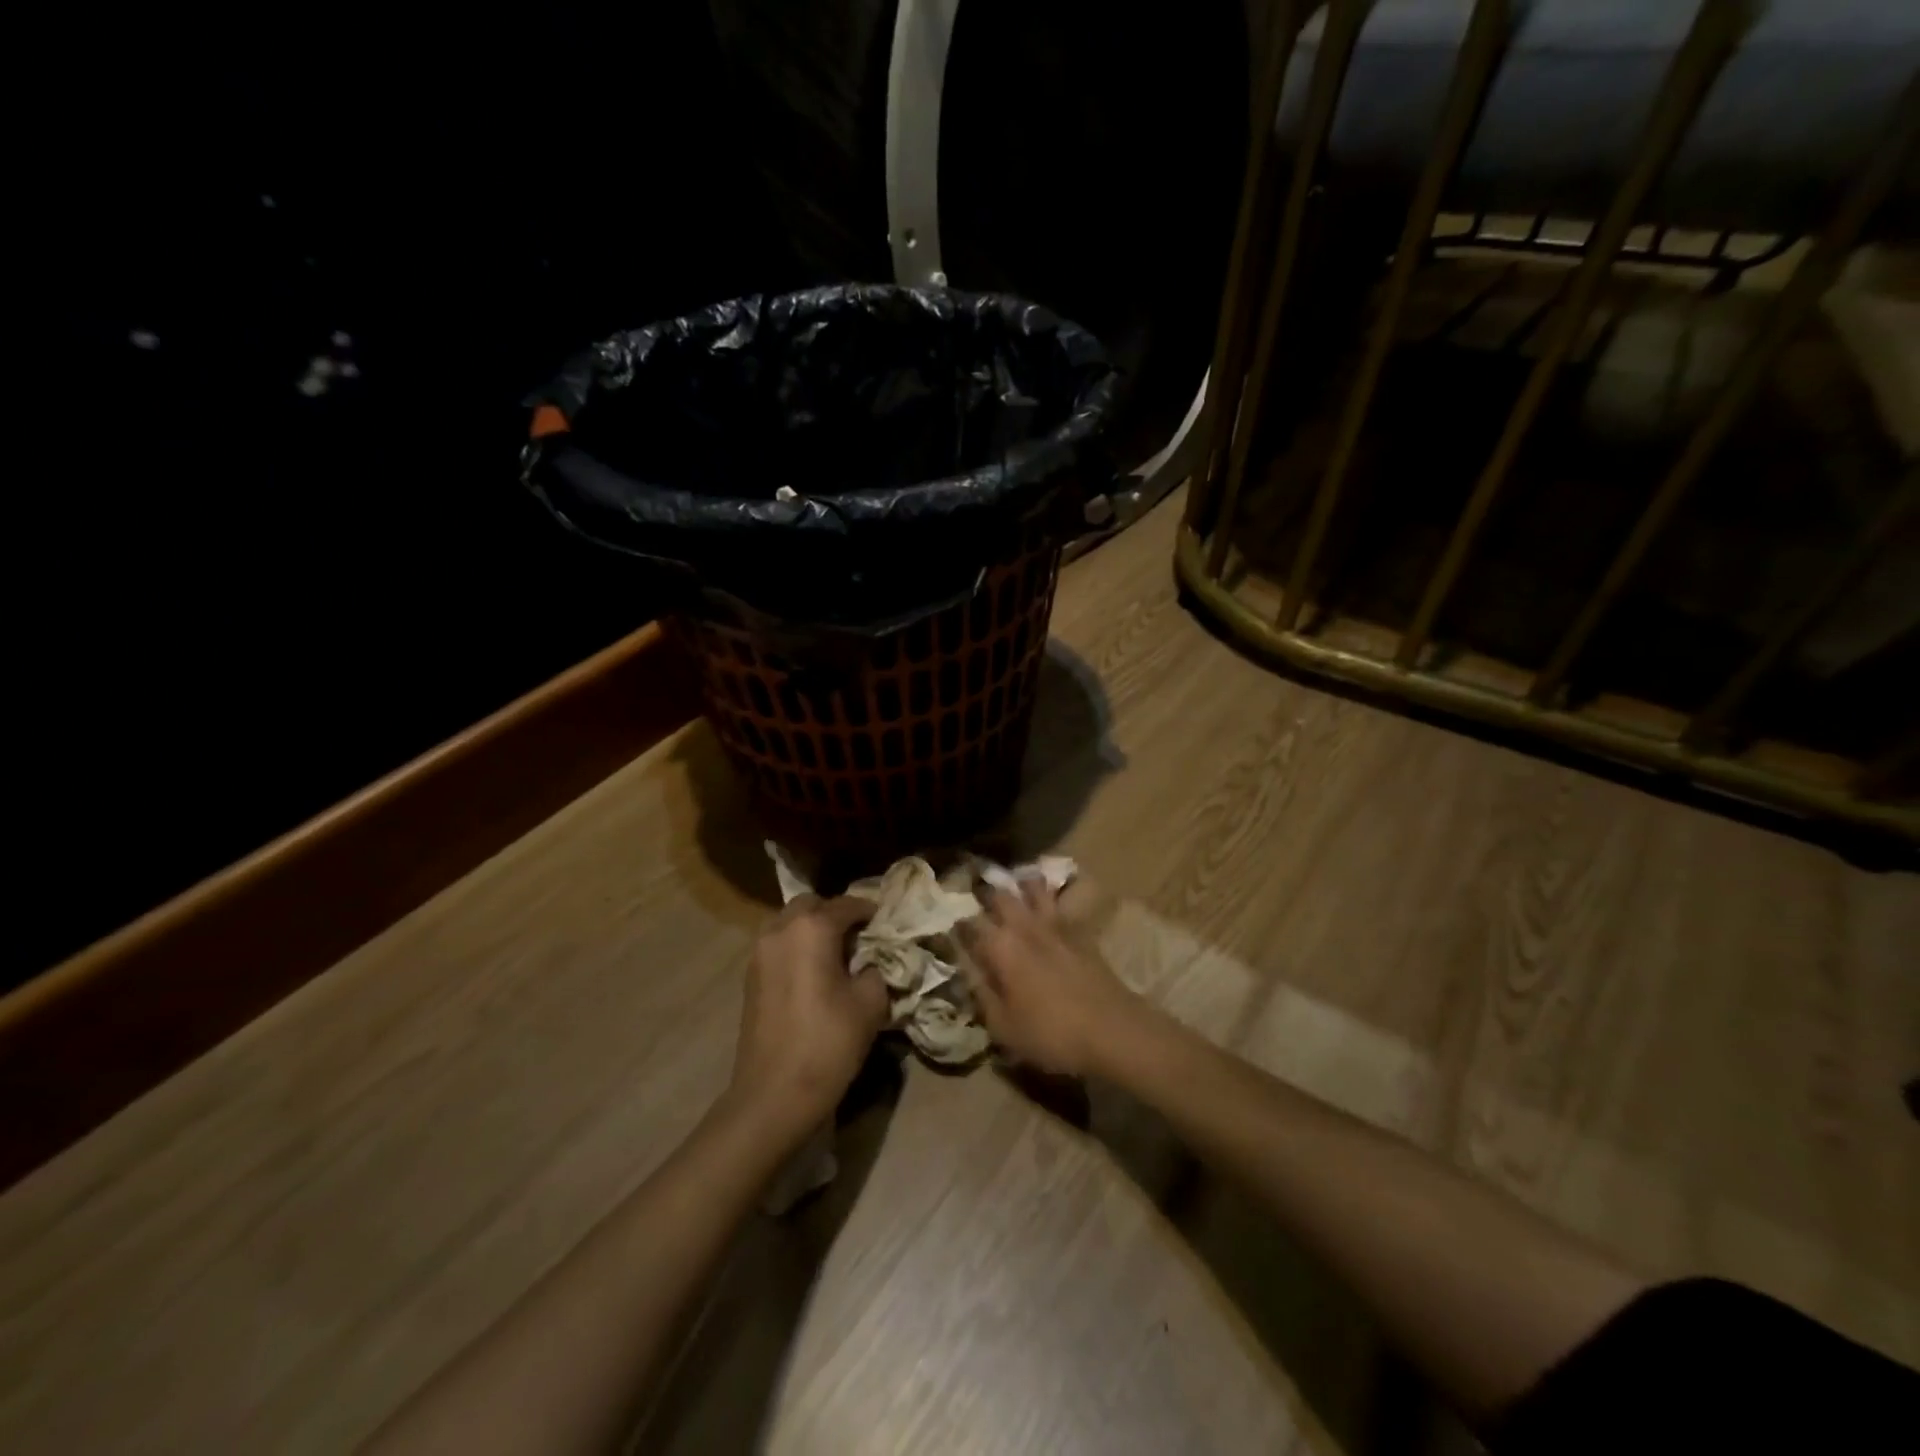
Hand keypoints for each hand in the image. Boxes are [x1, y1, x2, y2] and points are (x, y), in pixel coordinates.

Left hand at [728, 895, 887, 1140]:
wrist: (773, 1094)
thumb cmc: (828, 1043)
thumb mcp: (870, 1004)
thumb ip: (876, 970)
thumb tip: (871, 963)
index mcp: (812, 929)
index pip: (846, 905)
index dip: (869, 910)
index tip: (885, 922)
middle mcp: (781, 930)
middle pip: (811, 905)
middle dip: (835, 914)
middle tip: (858, 936)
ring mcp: (759, 953)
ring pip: (789, 923)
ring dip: (811, 929)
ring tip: (835, 954)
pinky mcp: (750, 977)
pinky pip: (777, 946)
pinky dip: (796, 948)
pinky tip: (813, 973)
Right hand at [958, 879, 1143, 1076]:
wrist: (1114, 1030)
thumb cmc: (1052, 1034)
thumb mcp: (1004, 1028)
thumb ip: (982, 997)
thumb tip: (967, 974)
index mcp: (1000, 948)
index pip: (968, 925)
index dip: (955, 924)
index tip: (947, 925)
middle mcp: (1024, 927)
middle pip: (999, 895)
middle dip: (983, 892)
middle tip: (974, 893)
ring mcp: (1055, 925)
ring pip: (1033, 887)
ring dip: (1019, 883)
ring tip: (1010, 883)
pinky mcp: (1079, 930)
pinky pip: (1059, 901)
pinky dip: (1048, 893)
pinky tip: (1046, 897)